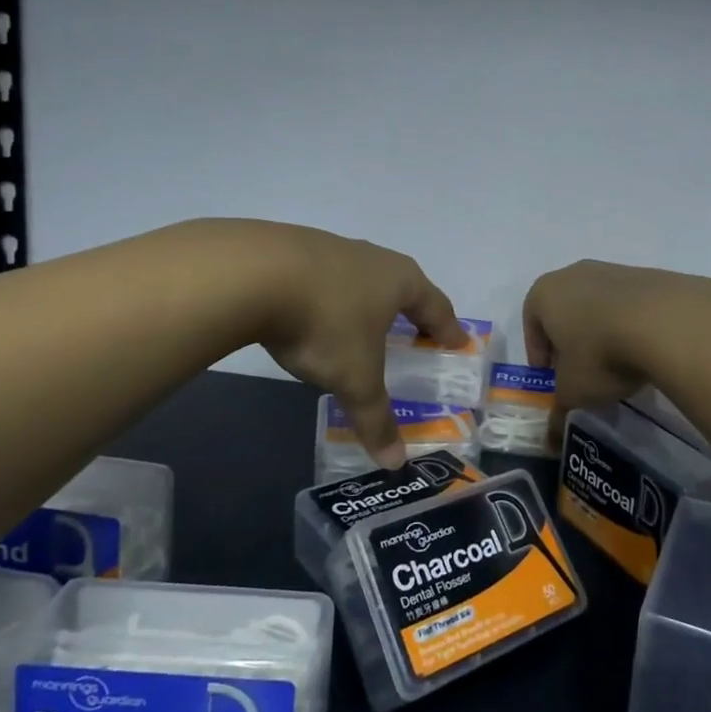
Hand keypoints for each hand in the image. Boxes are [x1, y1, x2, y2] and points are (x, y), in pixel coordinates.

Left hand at [247, 224, 466, 467]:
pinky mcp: (294, 247)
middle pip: (403, 285)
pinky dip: (330, 295)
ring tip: (363, 322)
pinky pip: (325, 276)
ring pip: (362, 277)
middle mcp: (374, 258)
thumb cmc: (325, 324)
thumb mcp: (355, 378)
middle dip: (410, 310)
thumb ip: (376, 418)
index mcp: (401, 281)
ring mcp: (333, 248)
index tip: (457, 342)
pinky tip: (314, 311)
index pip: (437, 306)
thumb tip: (395, 464)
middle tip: (416, 332)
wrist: (253, 273)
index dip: (447, 328)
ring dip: (367, 300)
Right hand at [523, 260, 710, 442]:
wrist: (666, 321)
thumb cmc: (600, 353)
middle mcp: (574, 274)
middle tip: (581, 372)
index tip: (552, 378)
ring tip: (617, 364)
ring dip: (601, 331)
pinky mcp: (648, 275)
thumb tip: (548, 440)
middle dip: (570, 341)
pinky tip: (643, 350)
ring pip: (598, 305)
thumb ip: (558, 412)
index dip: (539, 353)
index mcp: (545, 293)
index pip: (531, 322)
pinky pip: (630, 304)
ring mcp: (613, 270)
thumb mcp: (574, 392)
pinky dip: (630, 325)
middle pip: (564, 310)